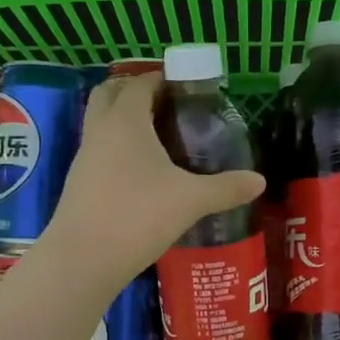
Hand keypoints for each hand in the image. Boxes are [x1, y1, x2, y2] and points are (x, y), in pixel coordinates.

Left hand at [44, 73, 263, 295]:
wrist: (83, 260)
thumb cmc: (138, 215)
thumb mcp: (191, 200)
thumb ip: (226, 187)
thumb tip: (259, 181)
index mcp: (125, 121)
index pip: (140, 83)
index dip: (162, 79)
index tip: (187, 86)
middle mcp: (100, 131)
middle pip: (110, 94)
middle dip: (136, 92)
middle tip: (169, 106)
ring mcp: (84, 158)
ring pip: (101, 124)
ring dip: (125, 121)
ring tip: (161, 138)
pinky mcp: (79, 183)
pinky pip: (100, 151)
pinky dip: (119, 149)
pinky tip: (143, 172)